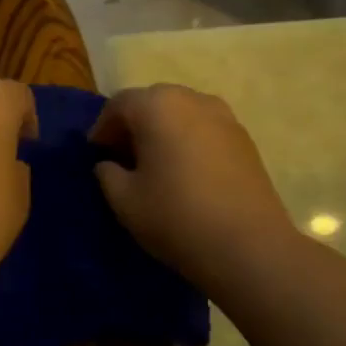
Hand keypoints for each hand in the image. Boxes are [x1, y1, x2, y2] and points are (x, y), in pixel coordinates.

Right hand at [90, 83, 298, 294]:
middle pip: (152, 103)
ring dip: (163, 131)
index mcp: (157, 105)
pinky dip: (188, 141)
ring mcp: (224, 116)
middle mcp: (192, 99)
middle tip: (122, 158)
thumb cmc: (176, 216)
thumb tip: (109, 164)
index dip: (102, 128)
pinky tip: (186, 173)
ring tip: (155, 166)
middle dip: (133, 125)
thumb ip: (107, 173)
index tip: (96, 155)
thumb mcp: (124, 200)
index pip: (119, 104)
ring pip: (181, 114)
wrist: (249, 246)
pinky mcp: (245, 139)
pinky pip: (205, 129)